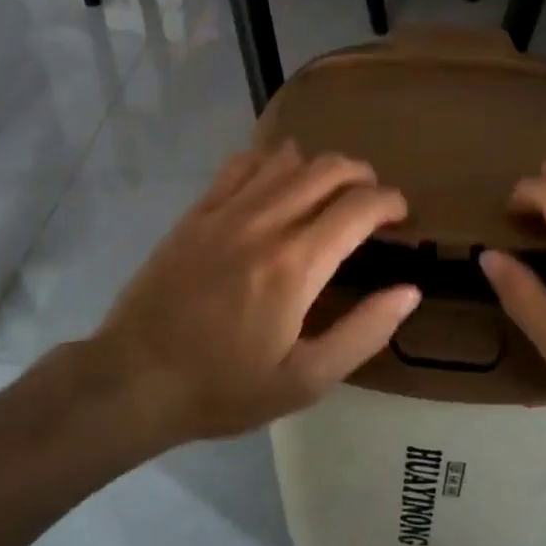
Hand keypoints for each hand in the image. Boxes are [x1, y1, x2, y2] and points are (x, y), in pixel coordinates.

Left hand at [88, 143, 420, 445]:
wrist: (135, 378)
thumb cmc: (224, 387)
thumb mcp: (305, 381)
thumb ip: (363, 332)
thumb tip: (409, 291)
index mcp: (296, 265)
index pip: (359, 207)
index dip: (390, 202)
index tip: (400, 215)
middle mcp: (265, 222)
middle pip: (329, 169)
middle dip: (363, 176)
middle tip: (372, 201)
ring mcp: (227, 210)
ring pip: (288, 158)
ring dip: (321, 167)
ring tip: (329, 193)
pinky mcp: (198, 210)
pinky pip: (243, 162)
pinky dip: (272, 162)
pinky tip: (276, 185)